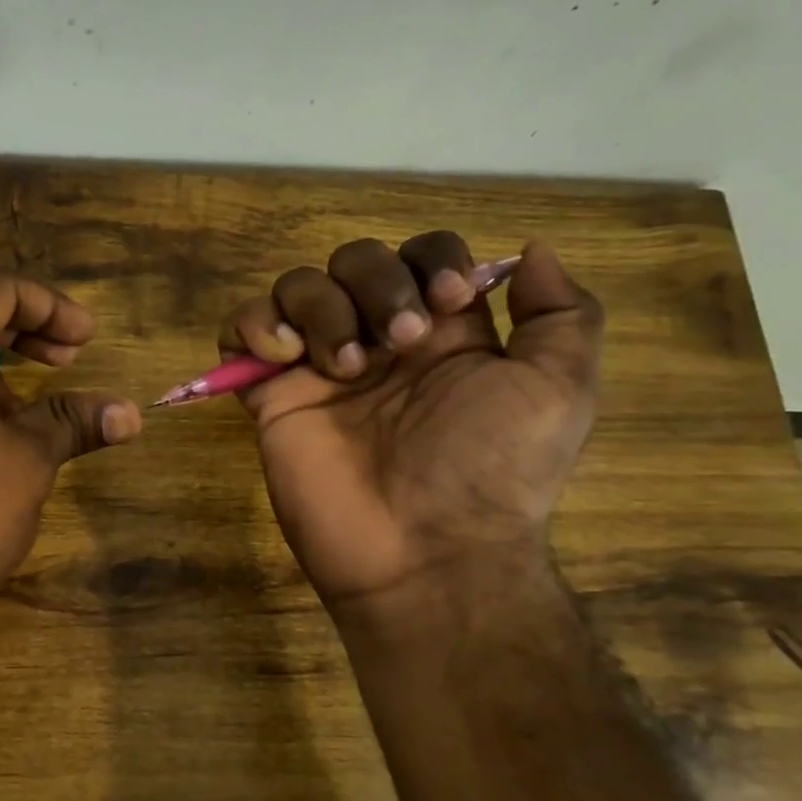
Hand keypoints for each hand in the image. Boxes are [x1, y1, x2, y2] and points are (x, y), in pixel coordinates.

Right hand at [220, 233, 602, 607]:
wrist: (422, 550)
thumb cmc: (491, 469)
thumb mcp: (559, 390)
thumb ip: (561, 314)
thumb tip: (531, 250)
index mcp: (442, 333)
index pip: (422, 254)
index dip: (430, 261)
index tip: (447, 303)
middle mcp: (378, 341)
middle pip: (355, 259)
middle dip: (376, 284)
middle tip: (398, 344)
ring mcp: (318, 367)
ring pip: (298, 286)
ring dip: (321, 308)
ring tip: (344, 367)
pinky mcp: (271, 395)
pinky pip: (239, 330)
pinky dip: (255, 325)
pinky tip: (285, 358)